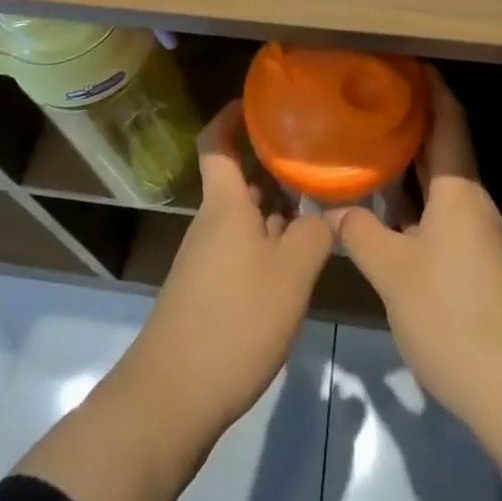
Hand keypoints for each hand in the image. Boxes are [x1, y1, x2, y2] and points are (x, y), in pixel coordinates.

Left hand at [121, 99, 333, 431]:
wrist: (171, 399)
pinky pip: (240, 249)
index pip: (216, 142)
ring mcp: (206, 258)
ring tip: (317, 206)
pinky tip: (295, 262)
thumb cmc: (233, 321)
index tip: (260, 101)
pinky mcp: (207, 292)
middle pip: (239, 180)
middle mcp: (212, 222)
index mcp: (225, 204)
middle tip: (313, 156)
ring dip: (275, 209)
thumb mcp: (290, 276)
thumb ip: (315, 234)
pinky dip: (267, 244)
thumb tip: (331, 210)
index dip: (232, 115)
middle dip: (272, 166)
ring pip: (244, 217)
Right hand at [331, 68, 501, 500]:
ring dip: (406, 160)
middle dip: (410, 116)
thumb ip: (360, 233)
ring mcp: (473, 231)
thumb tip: (333, 208)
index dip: (428, 84)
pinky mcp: (472, 260)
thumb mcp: (394, 274)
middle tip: (368, 95)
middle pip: (441, 143)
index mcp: (457, 188)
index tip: (400, 60)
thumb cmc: (454, 317)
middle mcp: (469, 199)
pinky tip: (381, 204)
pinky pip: (437, 209)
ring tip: (366, 140)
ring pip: (437, 179)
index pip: (447, 117)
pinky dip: (410, 197)